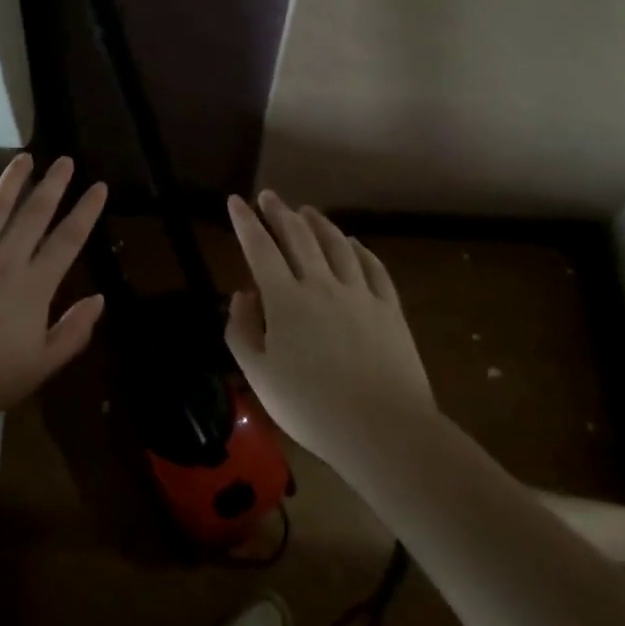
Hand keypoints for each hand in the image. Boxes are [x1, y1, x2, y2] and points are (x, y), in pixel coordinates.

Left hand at [0, 154, 107, 427]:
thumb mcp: (41, 367)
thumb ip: (73, 332)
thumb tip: (100, 299)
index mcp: (34, 286)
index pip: (68, 239)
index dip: (86, 211)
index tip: (98, 186)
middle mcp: (4, 259)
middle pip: (34, 213)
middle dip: (54, 184)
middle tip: (65, 160)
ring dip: (11, 180)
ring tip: (24, 158)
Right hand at [224, 190, 432, 467]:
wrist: (383, 429)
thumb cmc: (311, 407)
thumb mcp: (259, 375)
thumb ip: (242, 330)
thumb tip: (243, 295)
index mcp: (285, 299)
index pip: (259, 248)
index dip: (245, 221)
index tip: (235, 200)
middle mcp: (321, 284)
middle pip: (298, 236)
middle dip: (280, 212)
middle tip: (269, 197)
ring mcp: (359, 293)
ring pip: (337, 244)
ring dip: (318, 223)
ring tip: (307, 210)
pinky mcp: (389, 308)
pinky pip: (372, 267)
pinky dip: (359, 249)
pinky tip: (353, 243)